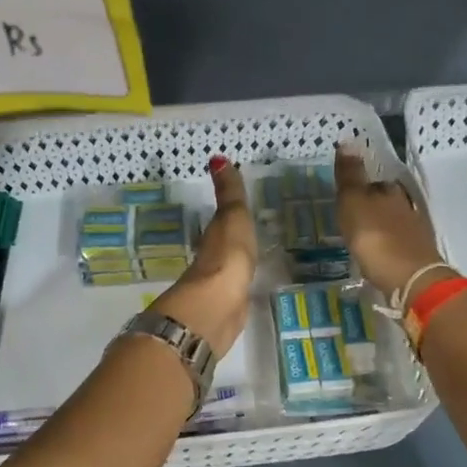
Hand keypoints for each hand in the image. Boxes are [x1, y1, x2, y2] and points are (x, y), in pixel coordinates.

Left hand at [153, 156, 256, 352]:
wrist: (217, 305)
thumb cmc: (226, 255)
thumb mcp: (232, 217)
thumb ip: (229, 193)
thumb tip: (217, 158)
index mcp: (213, 236)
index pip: (221, 221)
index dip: (228, 213)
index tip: (238, 208)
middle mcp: (212, 260)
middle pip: (223, 246)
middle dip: (232, 240)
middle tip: (250, 231)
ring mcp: (219, 286)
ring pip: (228, 269)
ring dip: (236, 264)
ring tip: (254, 259)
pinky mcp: (229, 309)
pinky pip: (237, 291)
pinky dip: (241, 286)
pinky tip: (250, 288)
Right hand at [334, 143, 448, 297]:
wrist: (410, 278)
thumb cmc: (375, 238)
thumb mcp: (354, 203)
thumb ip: (350, 175)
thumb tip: (348, 140)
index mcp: (390, 191)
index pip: (374, 184)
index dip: (361, 190)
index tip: (347, 201)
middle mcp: (407, 206)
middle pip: (387, 202)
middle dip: (373, 209)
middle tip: (354, 221)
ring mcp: (416, 231)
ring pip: (395, 222)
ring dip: (382, 227)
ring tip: (365, 239)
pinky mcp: (419, 255)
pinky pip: (400, 243)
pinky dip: (390, 245)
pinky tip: (381, 255)